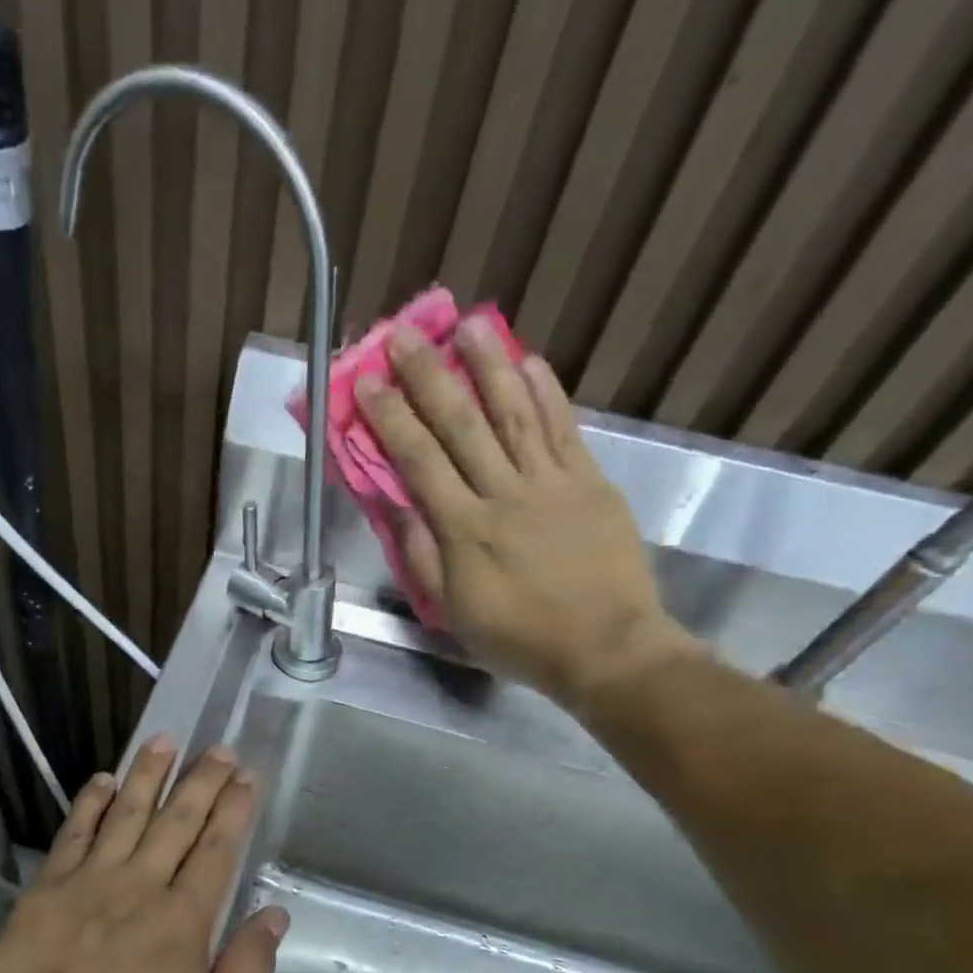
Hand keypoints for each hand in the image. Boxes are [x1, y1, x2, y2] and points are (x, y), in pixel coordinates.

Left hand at [0, 736, 287, 972]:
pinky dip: (90, 804)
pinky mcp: (46, 891)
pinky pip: (73, 834)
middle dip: (202, 781)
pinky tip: (102, 780)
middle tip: (218, 748)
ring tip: (164, 741)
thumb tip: (275, 914)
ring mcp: (90, 883)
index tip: (246, 776)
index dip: (234, 810)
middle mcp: (140, 886)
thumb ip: (247, 968)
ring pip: (126, 815)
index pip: (216, 850)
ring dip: (148, 775)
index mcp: (183, 919)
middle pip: (177, 821)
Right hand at [353, 319, 699, 713]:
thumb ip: (424, 557)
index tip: (368, 382)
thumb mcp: (454, 611)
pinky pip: (565, 429)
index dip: (391, 419)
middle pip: (462, 424)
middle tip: (406, 335)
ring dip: (490, 366)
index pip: (420, 461)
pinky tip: (530, 361)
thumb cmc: (518, 637)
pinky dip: (547, 393)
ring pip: (515, 413)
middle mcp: (505, 494)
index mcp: (464, 530)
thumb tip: (401, 507)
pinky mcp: (591, 482)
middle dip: (430, 377)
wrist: (605, 647)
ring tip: (470, 324)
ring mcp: (552, 483)